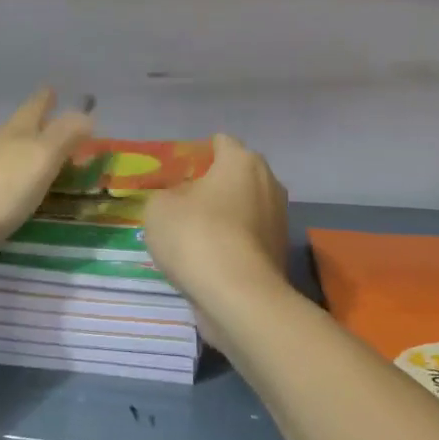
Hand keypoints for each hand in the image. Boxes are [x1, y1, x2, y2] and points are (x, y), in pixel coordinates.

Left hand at [0, 89, 94, 257]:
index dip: (46, 99)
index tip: (53, 89)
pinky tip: (0, 184)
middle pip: (16, 126)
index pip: (35, 108)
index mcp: (16, 133)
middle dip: (33, 121)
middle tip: (47, 118)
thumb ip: (64, 137)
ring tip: (29, 154)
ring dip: (16, 148)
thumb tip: (86, 114)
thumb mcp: (40, 161)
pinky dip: (0, 172)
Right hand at [144, 135, 289, 350]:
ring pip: (244, 208)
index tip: (176, 174)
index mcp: (242, 160)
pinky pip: (248, 238)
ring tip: (193, 238)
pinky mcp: (279, 252)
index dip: (197, 154)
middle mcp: (269, 182)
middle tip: (182, 205)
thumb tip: (184, 200)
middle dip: (213, 186)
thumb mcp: (159, 207)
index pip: (220, 143)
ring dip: (224, 217)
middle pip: (236, 175)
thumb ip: (168, 194)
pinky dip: (232, 244)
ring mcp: (279, 219)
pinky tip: (209, 261)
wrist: (238, 296)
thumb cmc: (196, 236)